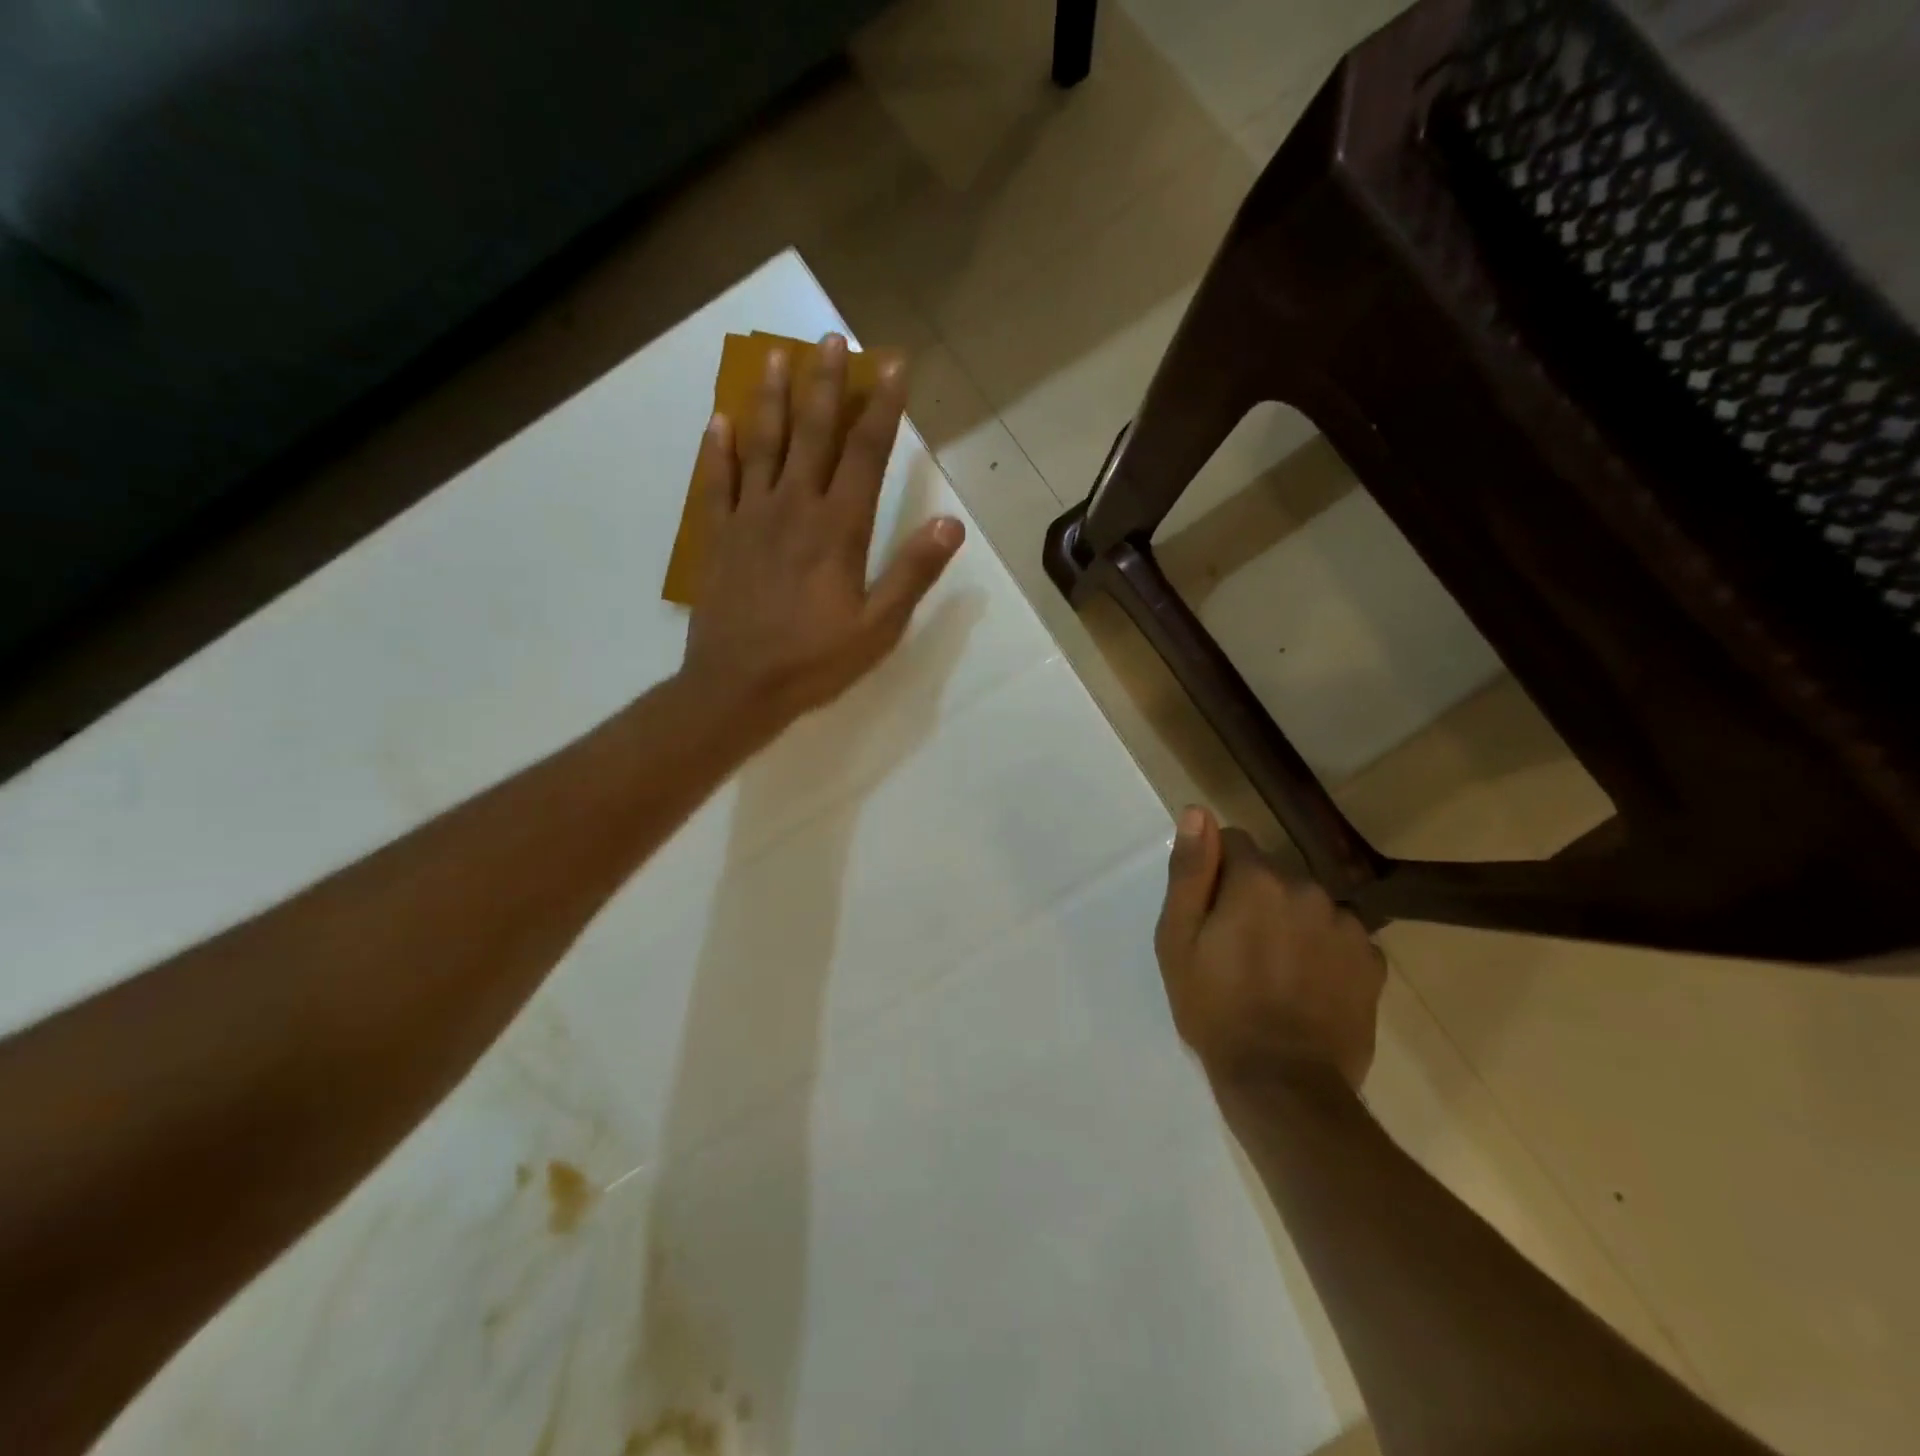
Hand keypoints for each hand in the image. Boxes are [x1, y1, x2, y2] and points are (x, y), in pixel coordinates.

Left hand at [680, 335, 964, 738]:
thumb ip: (913, 572)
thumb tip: (952, 524)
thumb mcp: (878, 627)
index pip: (866, 453)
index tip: (892, 365)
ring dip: (772, 399)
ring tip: (777, 357)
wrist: (737, 687)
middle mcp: (794, 508)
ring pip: (763, 445)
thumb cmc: (814, 661)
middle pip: (813, 434)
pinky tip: (719, 421)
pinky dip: (718, 449)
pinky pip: (716, 482)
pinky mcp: (719, 537)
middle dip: (826, 384)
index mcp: (838, 528)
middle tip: (831, 338)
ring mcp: (750, 518)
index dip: (883, 407)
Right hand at [1155, 806, 1385, 1091]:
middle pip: (1273, 877)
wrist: (1283, 1083)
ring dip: (1293, 925)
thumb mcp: (1178, 939)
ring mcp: (1346, 925)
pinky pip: (1340, 937)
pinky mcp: (1373, 962)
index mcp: (1257, 881)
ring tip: (1276, 974)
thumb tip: (1197, 813)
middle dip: (1255, 900)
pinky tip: (1310, 988)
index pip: (1234, 843)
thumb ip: (1190, 871)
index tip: (1210, 914)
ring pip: (1308, 906)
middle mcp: (1307, 889)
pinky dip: (1325, 952)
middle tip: (1237, 951)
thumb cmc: (1215, 1008)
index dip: (1216, 874)